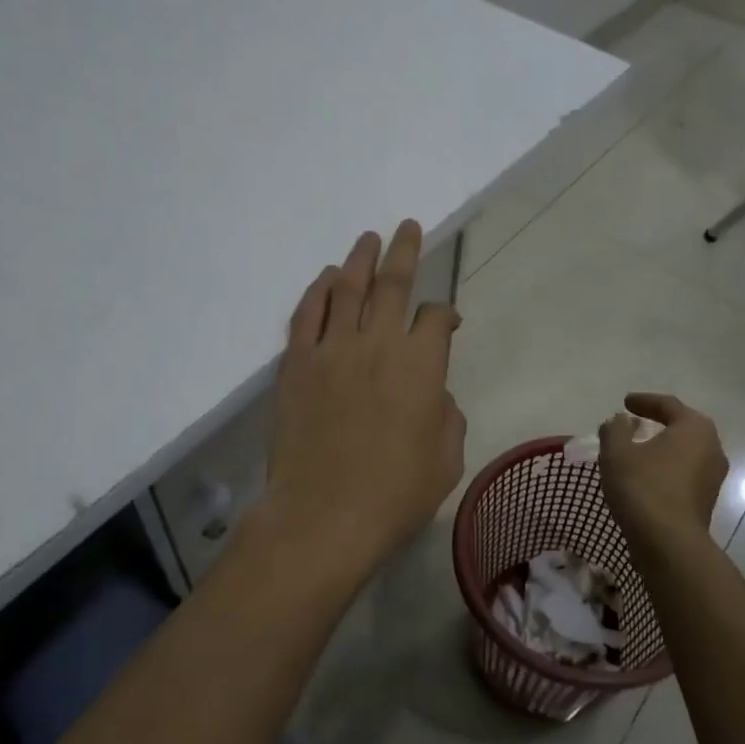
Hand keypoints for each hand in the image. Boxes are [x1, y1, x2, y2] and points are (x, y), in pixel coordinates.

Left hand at [261, 221, 465, 580]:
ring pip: (348, 289)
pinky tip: (326, 278)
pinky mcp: (297, 365)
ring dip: (360, 259)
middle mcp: (379, 343)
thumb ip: (447, 416)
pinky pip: (306, 315)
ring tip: (368, 239)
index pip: (437, 318)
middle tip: (408, 227)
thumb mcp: (447, 458)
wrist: (324, 516)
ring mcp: (333, 350)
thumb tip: (434, 395)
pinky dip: (318, 291)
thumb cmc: (395, 493)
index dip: (445, 314)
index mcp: (422, 364)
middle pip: (394, 283)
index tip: (448, 322)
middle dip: (405, 251)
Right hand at [598, 393, 727, 550]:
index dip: (644, 401)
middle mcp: (712, 448)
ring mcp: (713, 478)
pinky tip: (645, 478)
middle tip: (634, 423)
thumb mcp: (617, 451)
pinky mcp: (706, 502)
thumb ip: (615, 429)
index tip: (625, 402)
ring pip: (684, 454)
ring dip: (662, 450)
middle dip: (657, 424)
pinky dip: (665, 470)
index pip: (668, 405)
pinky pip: (683, 476)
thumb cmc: (643, 487)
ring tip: (637, 452)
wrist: (669, 544)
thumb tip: (620, 422)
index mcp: (695, 428)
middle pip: (682, 428)